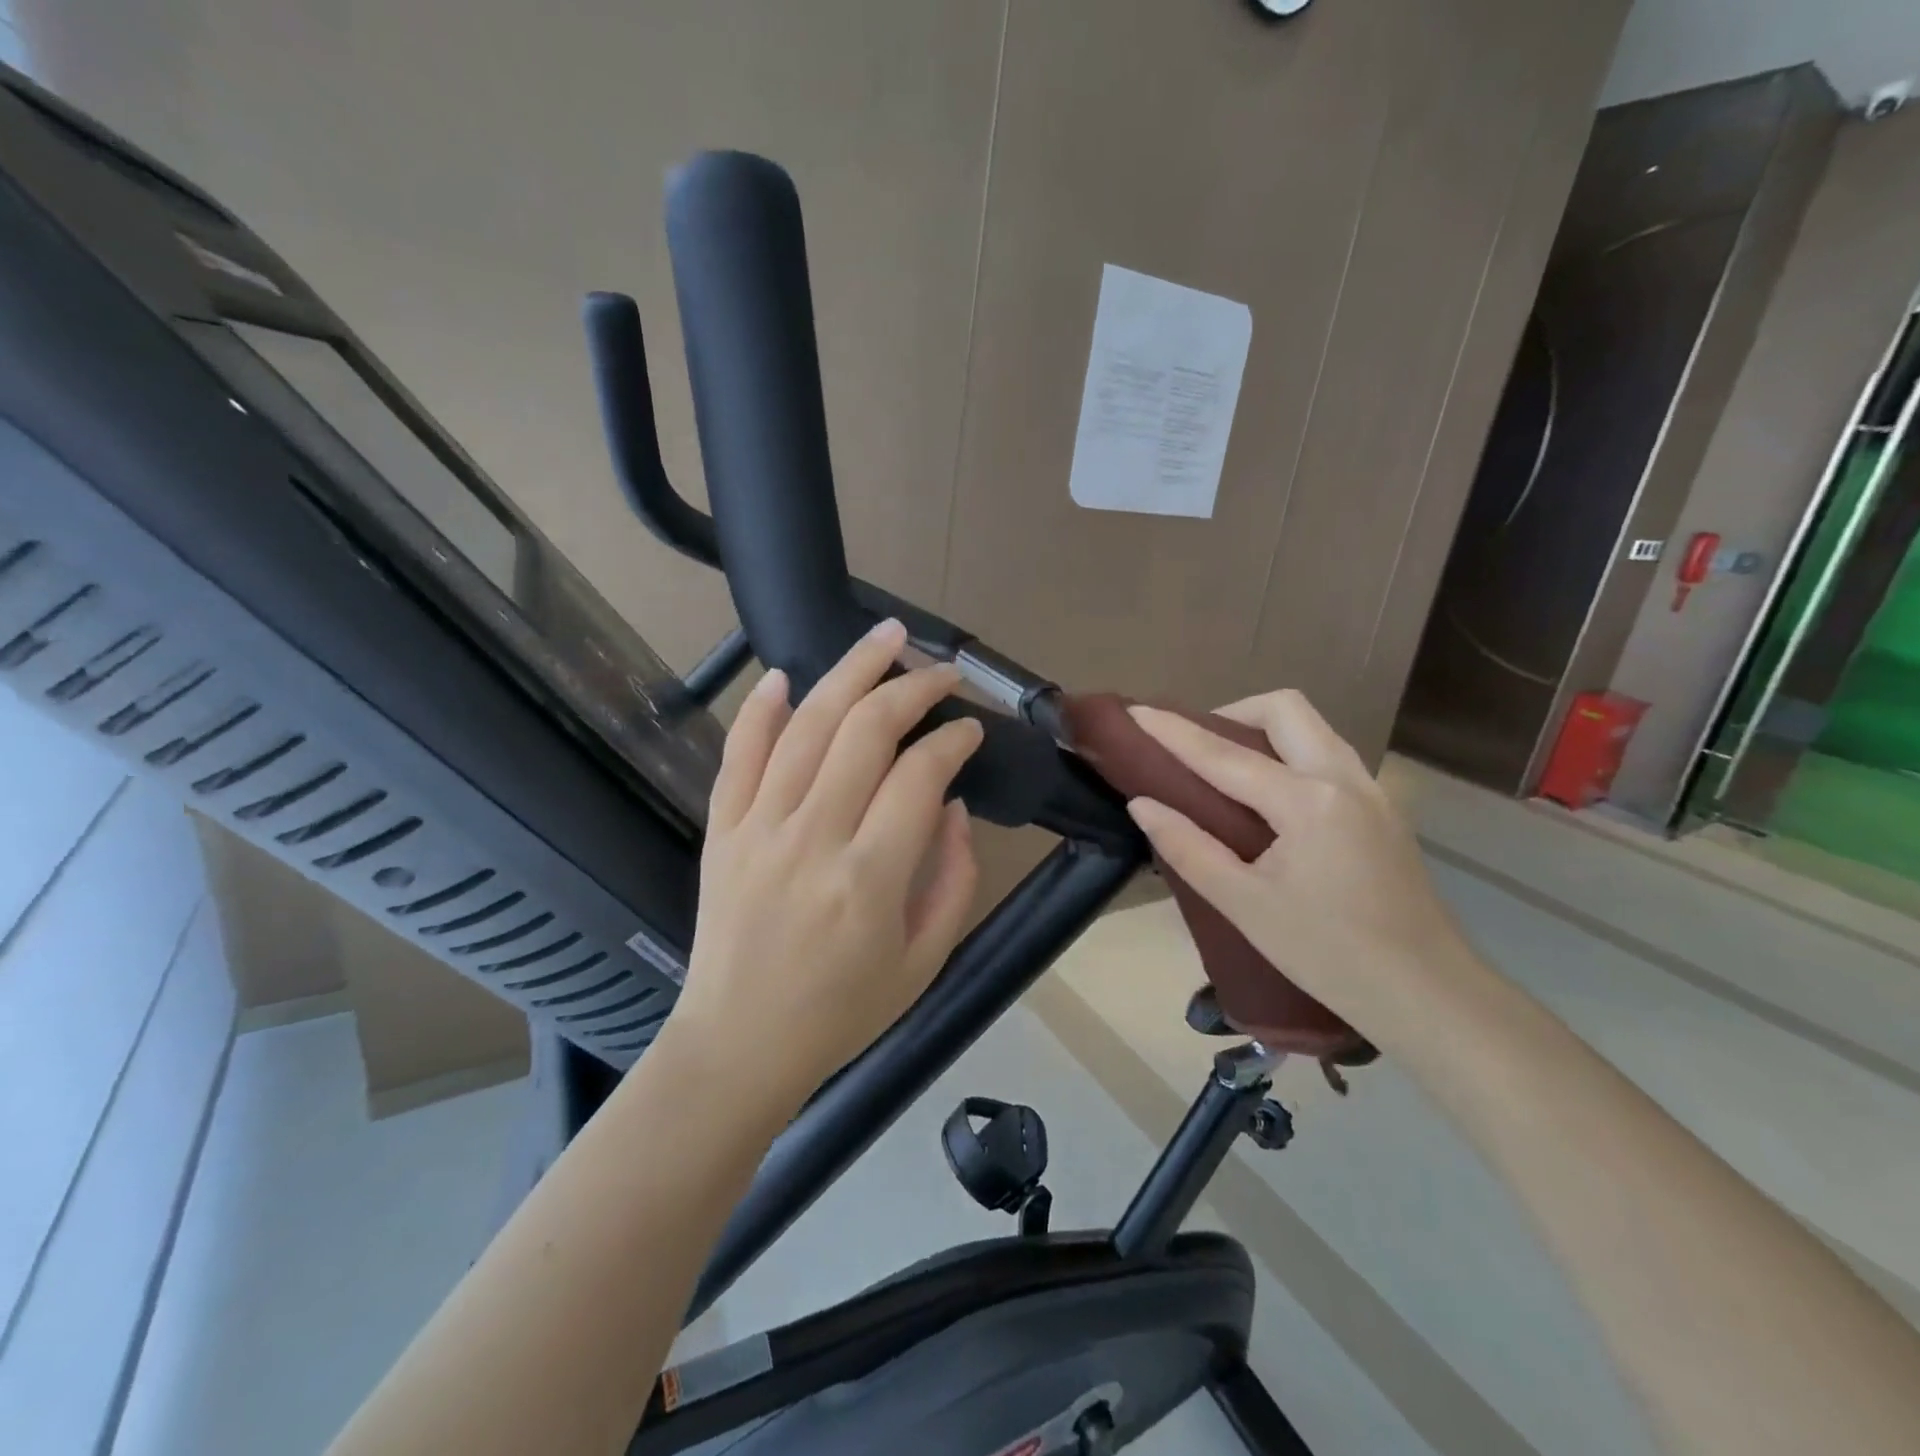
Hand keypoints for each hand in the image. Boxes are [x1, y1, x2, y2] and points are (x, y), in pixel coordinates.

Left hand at [673, 619, 982, 1107]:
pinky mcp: (721, 830)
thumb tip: (949, 802)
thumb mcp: (925, 960)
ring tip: (885, 636)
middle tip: (941, 670)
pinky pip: (738, 754)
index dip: (952, 739)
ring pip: (805, 725)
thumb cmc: (843, 1011)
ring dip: (849, 671)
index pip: (919, 774)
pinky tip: (784, 675)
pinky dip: (760, 709)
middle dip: (911, 686)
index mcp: (870, 878)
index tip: (970, 729)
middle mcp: (812, 838)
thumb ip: (953, 877)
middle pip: (865, 730)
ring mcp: (758, 828)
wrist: (739, 1045)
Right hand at [1124, 690, 1471, 1045]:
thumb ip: (1187, 847)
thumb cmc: (1327, 954)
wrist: (1427, 994)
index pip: (1224, 754)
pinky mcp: (1384, 808)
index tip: (1136, 711)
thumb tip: (1142, 804)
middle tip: (1196, 745)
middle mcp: (1343, 778)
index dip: (1174, 732)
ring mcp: (1371, 790)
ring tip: (1228, 765)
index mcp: (1306, 802)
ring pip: (1313, 727)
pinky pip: (1329, 754)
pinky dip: (1291, 752)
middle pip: (1284, 709)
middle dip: (1232, 712)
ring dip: (1264, 729)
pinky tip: (1272, 796)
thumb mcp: (1244, 905)